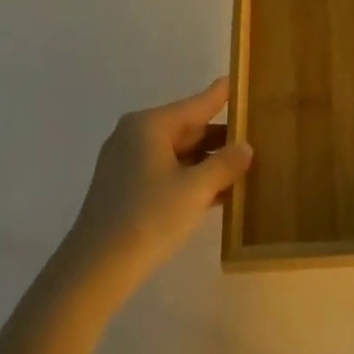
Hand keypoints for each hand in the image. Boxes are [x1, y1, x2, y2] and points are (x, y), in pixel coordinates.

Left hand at [55, 78, 252, 306]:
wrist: (93, 271)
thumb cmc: (147, 219)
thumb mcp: (195, 190)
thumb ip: (225, 164)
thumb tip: (246, 147)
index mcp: (150, 125)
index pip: (198, 103)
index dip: (224, 95)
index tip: (244, 81)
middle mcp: (136, 135)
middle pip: (189, 128)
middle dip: (222, 136)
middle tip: (259, 135)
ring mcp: (128, 162)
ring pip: (179, 153)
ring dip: (210, 162)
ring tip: (247, 165)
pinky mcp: (125, 188)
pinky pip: (167, 172)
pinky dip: (192, 178)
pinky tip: (220, 192)